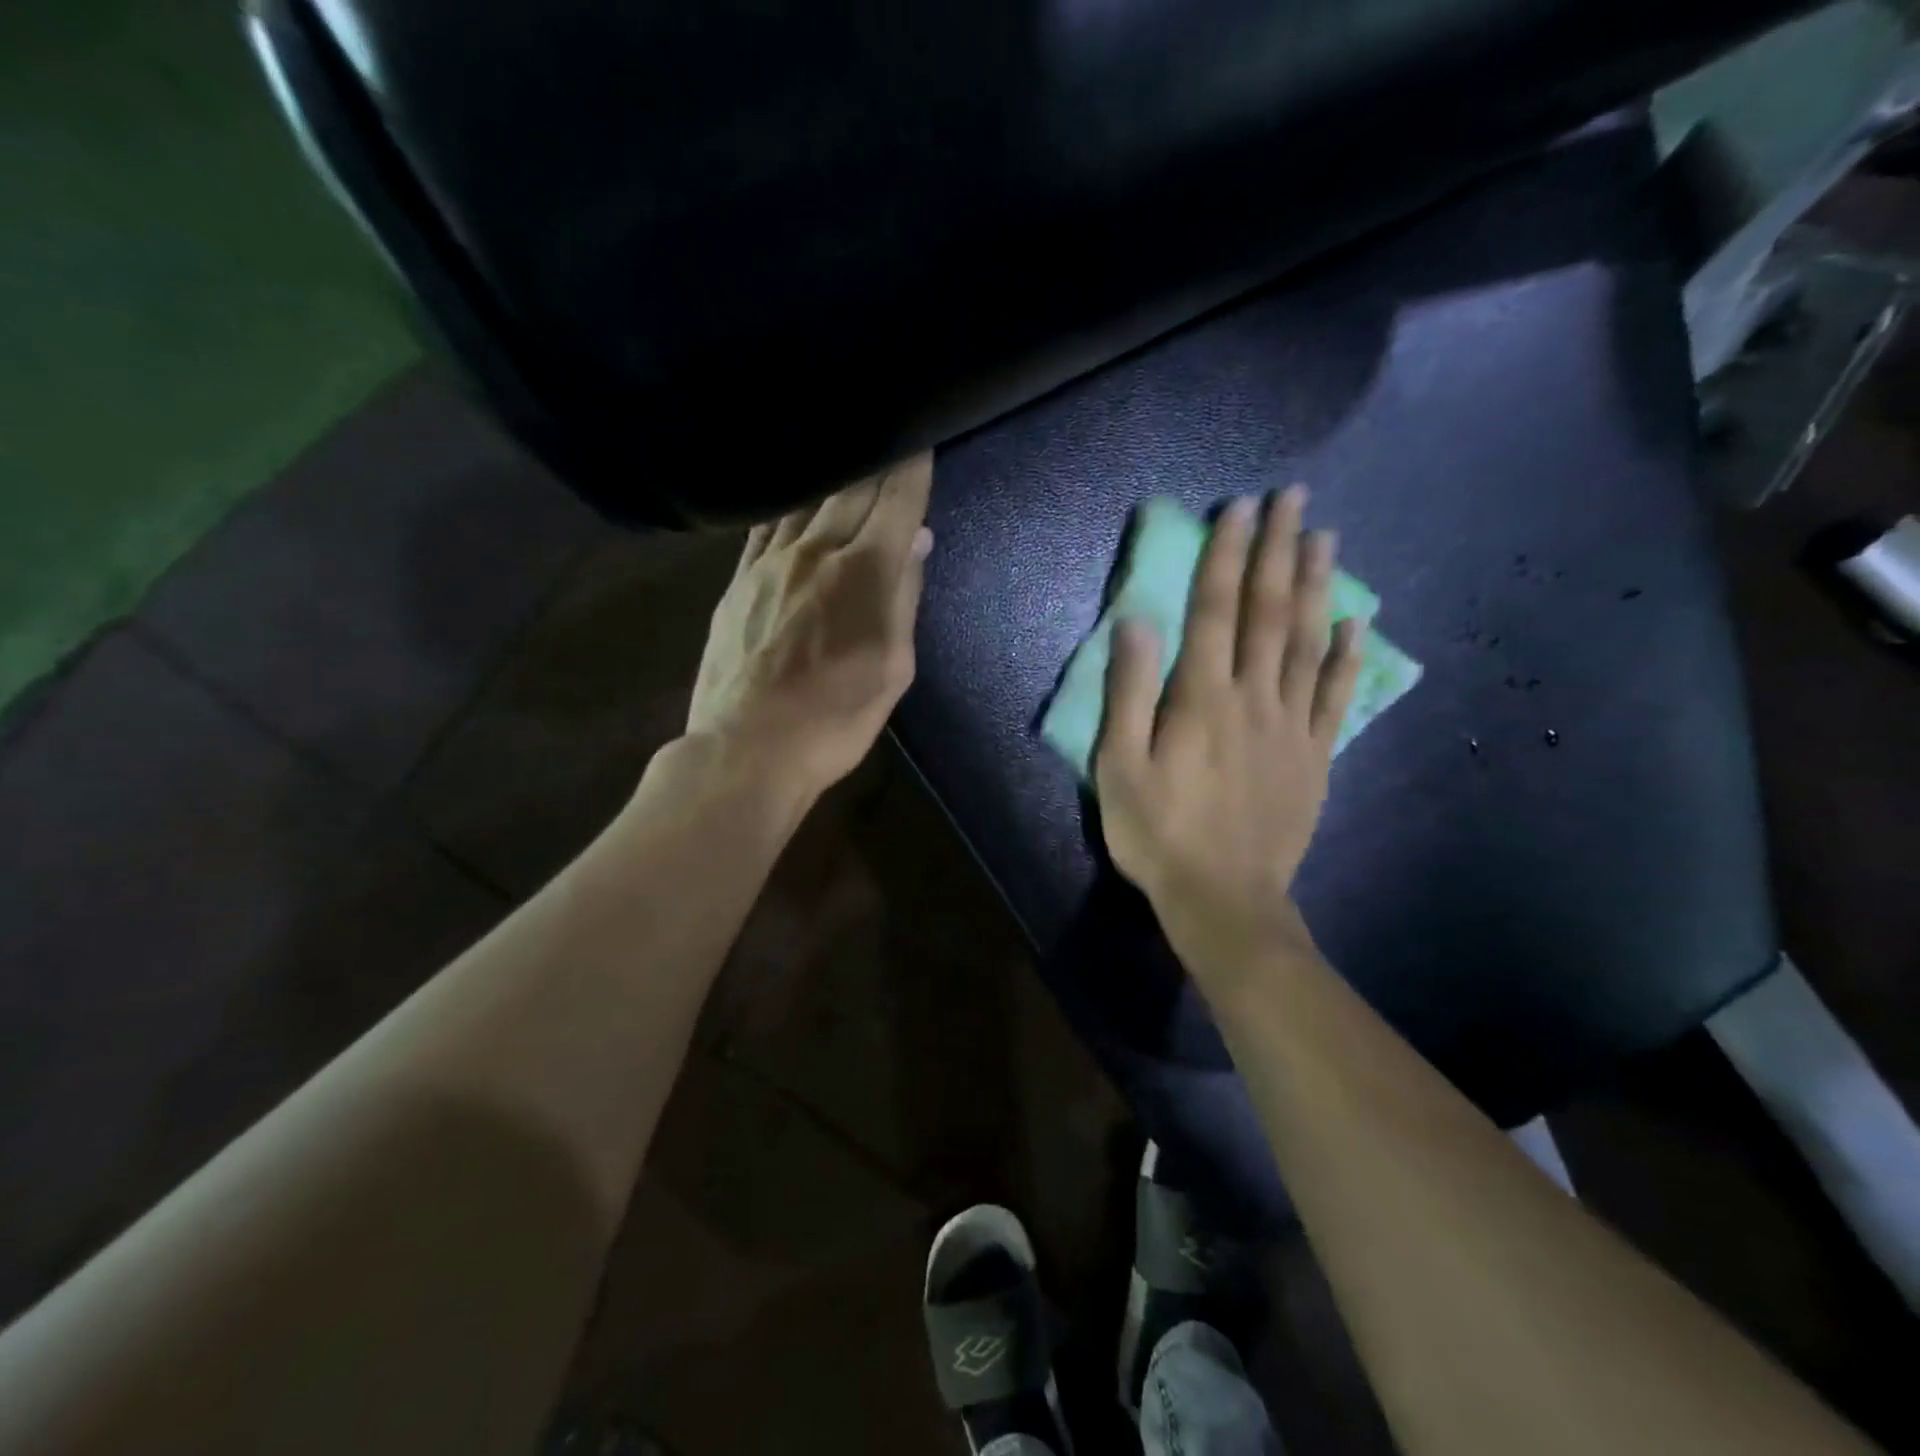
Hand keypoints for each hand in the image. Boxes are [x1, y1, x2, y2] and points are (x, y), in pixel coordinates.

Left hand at [687, 455, 933, 798]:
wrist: (748, 747)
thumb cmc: (836, 717)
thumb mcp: (893, 668)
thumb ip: (904, 598)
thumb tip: (916, 541)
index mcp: (865, 571)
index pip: (896, 501)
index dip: (913, 467)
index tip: (921, 438)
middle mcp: (816, 551)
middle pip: (852, 489)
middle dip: (877, 460)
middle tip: (888, 433)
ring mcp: (769, 562)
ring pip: (805, 500)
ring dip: (831, 473)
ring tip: (842, 450)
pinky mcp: (737, 581)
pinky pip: (764, 525)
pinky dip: (785, 502)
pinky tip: (790, 494)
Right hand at [1094, 486, 1362, 984]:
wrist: (1224, 899)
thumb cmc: (1158, 833)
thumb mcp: (1119, 767)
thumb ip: (1129, 692)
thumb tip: (1138, 621)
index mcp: (1201, 697)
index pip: (1217, 610)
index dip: (1227, 555)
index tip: (1240, 508)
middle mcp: (1253, 697)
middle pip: (1270, 612)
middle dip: (1280, 550)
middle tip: (1294, 499)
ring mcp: (1292, 725)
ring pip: (1309, 643)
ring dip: (1317, 587)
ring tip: (1326, 538)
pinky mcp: (1315, 756)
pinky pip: (1337, 697)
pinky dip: (1349, 657)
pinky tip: (1356, 625)